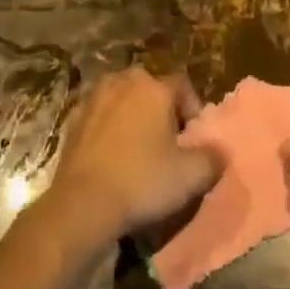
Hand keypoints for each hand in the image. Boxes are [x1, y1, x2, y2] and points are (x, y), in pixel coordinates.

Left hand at [44, 68, 216, 242]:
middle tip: (166, 139)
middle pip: (149, 87)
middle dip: (160, 107)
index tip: (193, 136)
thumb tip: (218, 152)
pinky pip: (98, 116)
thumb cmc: (142, 182)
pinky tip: (110, 155)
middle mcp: (122, 83)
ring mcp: (92, 99)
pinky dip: (106, 128)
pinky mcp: (71, 121)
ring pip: (120, 98)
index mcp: (154, 88)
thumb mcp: (192, 176)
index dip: (192, 107)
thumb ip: (213, 158)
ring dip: (131, 114)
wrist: (82, 205)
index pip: (182, 84)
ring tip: (137, 145)